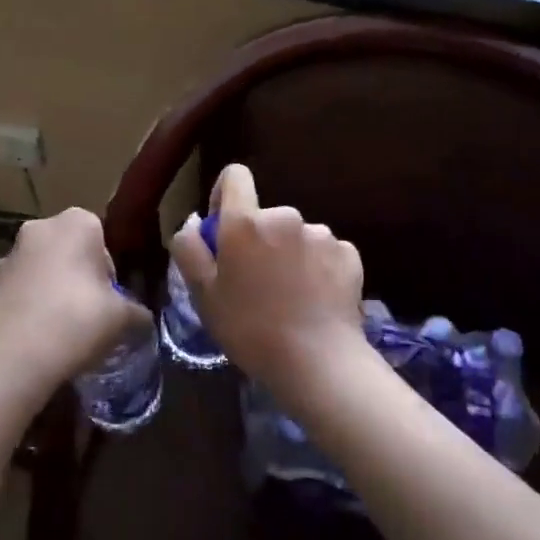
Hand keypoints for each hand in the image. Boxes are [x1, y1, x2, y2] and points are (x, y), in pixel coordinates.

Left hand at [0, 208, 148, 409]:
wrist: (11, 356)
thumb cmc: (77, 320)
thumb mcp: (123, 318)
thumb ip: (137, 312)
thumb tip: (143, 319)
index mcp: (77, 222)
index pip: (103, 237)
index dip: (111, 270)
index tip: (112, 300)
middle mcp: (41, 227)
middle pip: (71, 251)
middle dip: (82, 278)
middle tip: (92, 315)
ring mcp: (11, 254)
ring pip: (45, 270)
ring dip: (55, 291)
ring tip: (66, 331)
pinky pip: (23, 290)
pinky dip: (33, 306)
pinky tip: (41, 338)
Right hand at [168, 164, 367, 405]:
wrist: (319, 363)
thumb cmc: (250, 329)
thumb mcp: (203, 294)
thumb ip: (189, 249)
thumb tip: (194, 224)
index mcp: (246, 222)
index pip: (235, 176)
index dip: (225, 196)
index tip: (223, 230)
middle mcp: (286, 217)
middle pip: (265, 216)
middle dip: (257, 239)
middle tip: (254, 284)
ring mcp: (322, 235)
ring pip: (295, 236)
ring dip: (288, 255)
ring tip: (288, 298)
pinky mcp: (349, 255)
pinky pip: (324, 252)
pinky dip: (317, 269)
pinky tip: (314, 301)